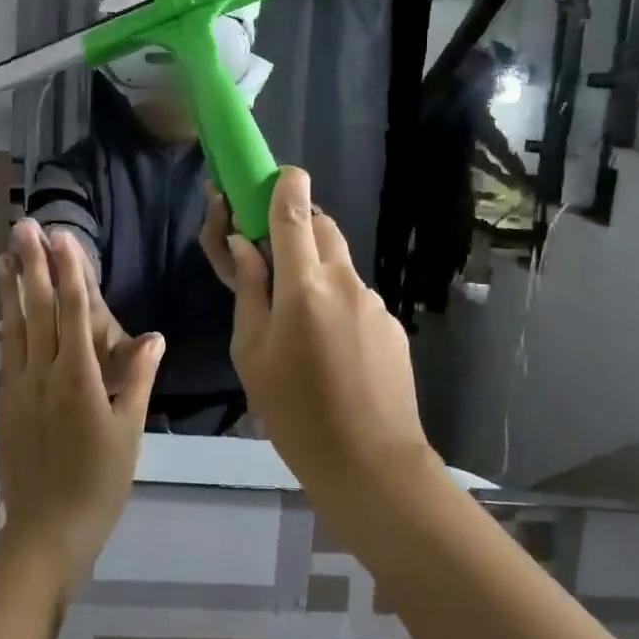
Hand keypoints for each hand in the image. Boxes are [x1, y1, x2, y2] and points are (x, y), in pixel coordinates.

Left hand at [0, 222, 163, 589]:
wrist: (47, 531)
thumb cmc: (100, 482)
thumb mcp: (129, 432)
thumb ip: (137, 379)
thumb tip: (154, 336)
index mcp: (79, 379)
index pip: (73, 313)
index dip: (68, 272)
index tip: (62, 237)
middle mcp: (43, 375)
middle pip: (38, 310)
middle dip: (32, 266)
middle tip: (23, 227)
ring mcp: (19, 388)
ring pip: (15, 327)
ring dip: (10, 289)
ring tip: (4, 255)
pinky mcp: (6, 404)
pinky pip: (6, 354)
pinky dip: (5, 326)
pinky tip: (2, 310)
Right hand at [200, 169, 435, 509]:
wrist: (370, 464)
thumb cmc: (295, 411)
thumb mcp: (252, 352)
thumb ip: (250, 291)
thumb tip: (246, 247)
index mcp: (304, 287)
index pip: (296, 216)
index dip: (287, 187)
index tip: (281, 174)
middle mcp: (345, 283)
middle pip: (324, 230)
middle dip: (300, 225)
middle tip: (275, 254)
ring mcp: (375, 304)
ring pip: (341, 265)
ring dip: (318, 269)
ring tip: (299, 318)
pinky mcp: (392, 326)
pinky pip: (358, 297)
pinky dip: (338, 301)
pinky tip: (330, 347)